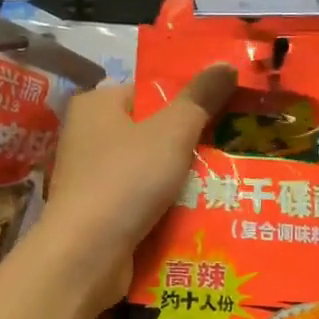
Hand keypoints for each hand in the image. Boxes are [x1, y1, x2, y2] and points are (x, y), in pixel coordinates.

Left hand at [44, 64, 237, 311]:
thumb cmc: (126, 180)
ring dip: (181, 181)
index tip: (224, 114)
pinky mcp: (98, 215)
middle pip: (151, 133)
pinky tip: (200, 214)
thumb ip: (200, 99)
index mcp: (96, 106)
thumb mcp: (171, 132)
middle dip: (189, 145)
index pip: (148, 92)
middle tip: (232, 150)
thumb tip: (227, 63)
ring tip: (226, 183)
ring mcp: (90, 180)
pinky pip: (141, 203)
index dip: (186, 101)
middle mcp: (87, 138)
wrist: (87, 255)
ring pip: (149, 172)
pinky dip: (165, 208)